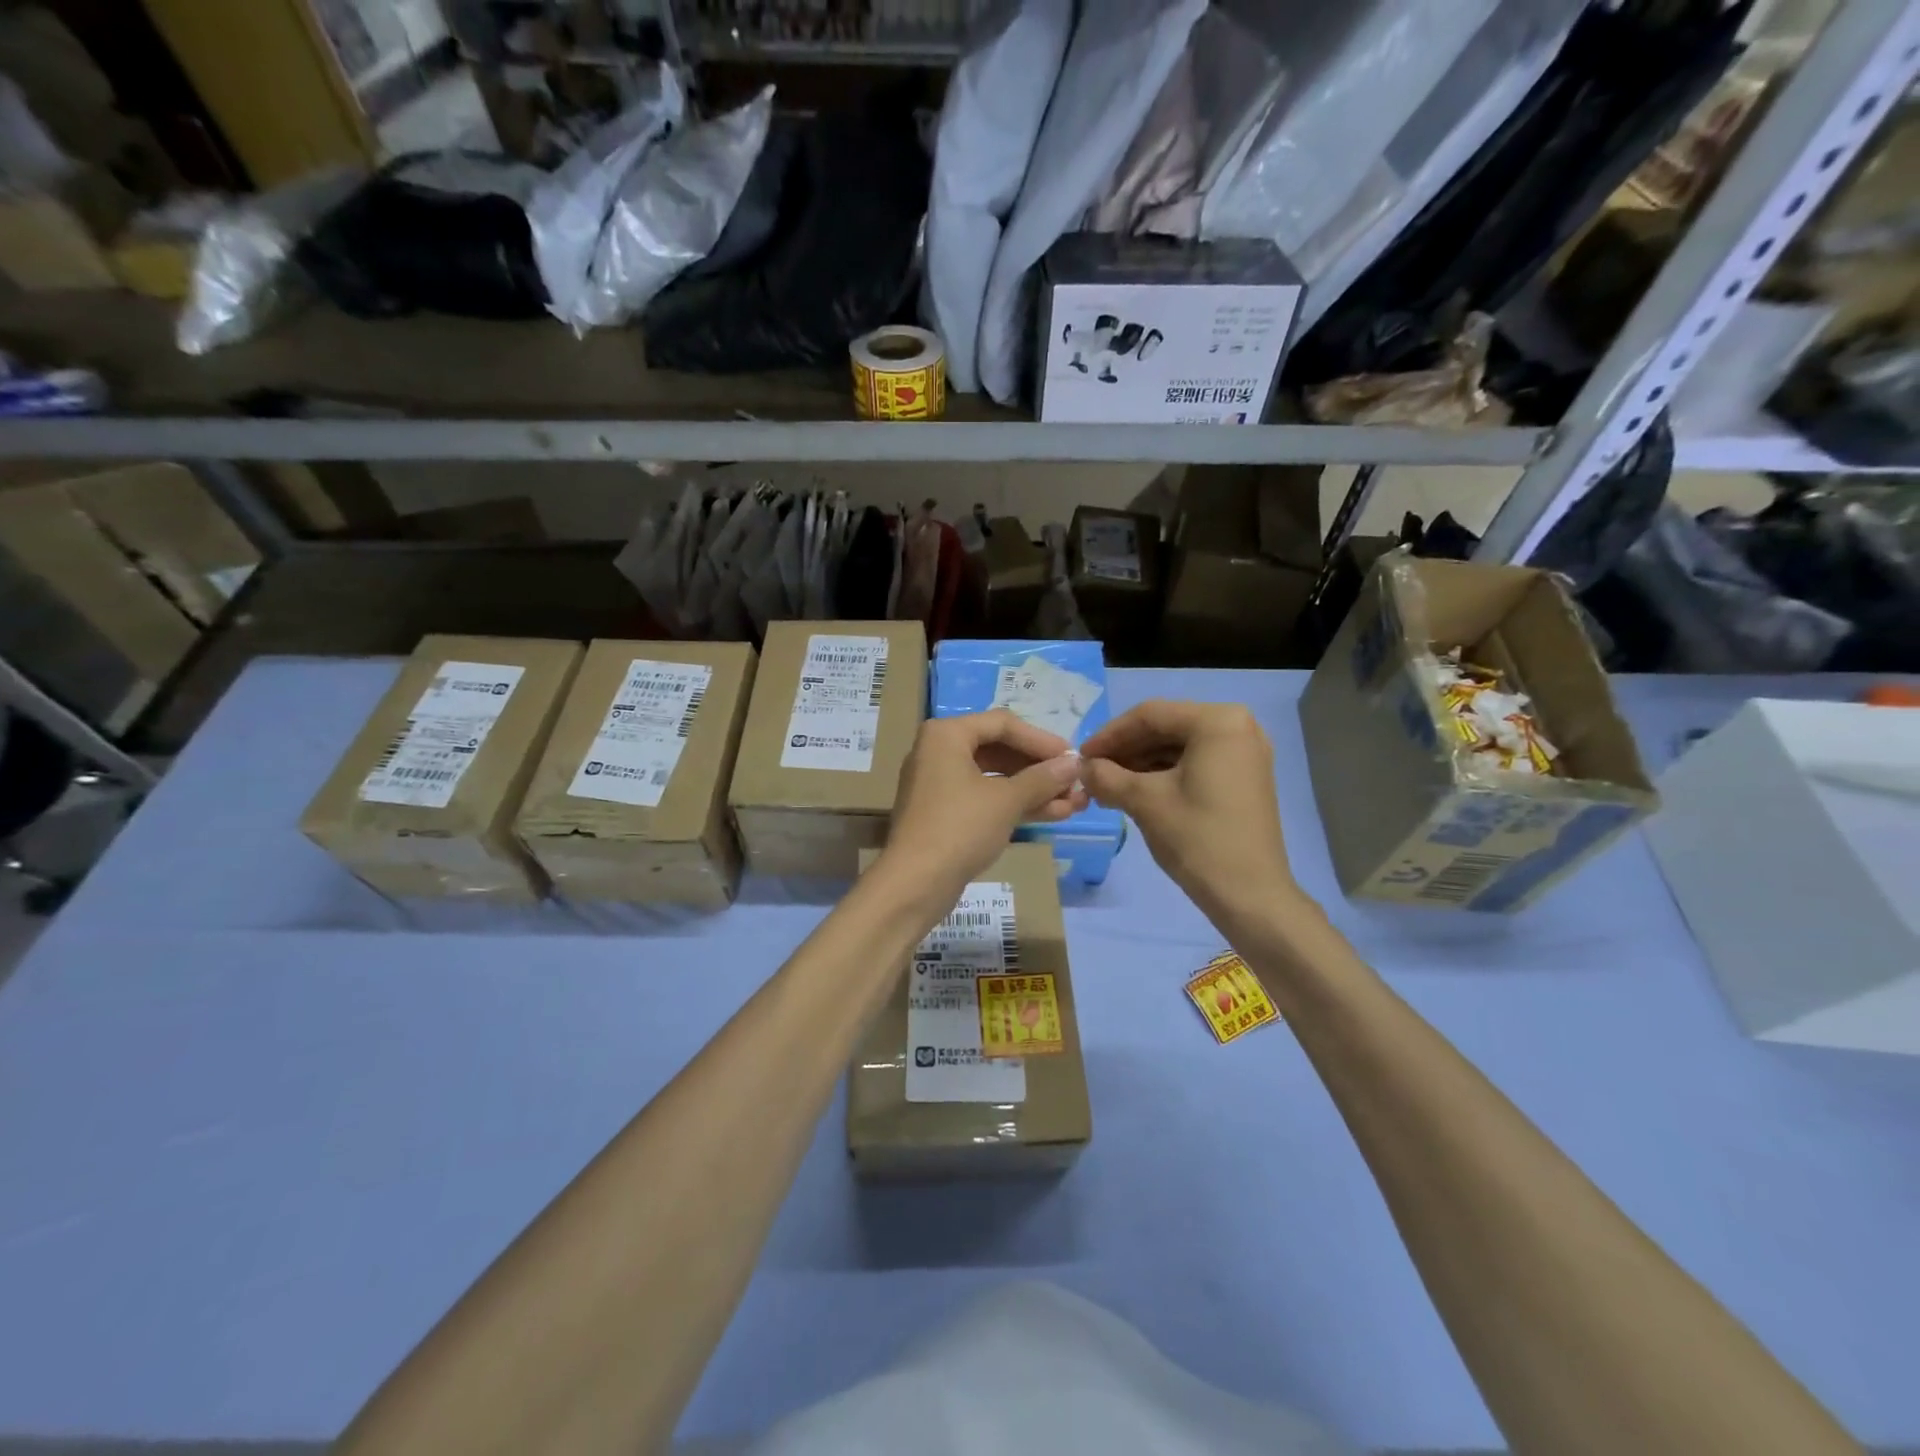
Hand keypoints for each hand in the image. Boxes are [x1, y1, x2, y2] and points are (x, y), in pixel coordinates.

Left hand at [881, 711, 1086, 902]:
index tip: (1073, 757)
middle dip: (1040, 768)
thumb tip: (1075, 763)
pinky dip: (1016, 804)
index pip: (1003, 724)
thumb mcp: (1007, 800)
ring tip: (1075, 802)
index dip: (1041, 740)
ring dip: (1035, 789)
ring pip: (996, 777)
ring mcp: (940, 784)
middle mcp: (939, 751)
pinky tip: (1055, 814)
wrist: (915, 884)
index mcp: (946, 734)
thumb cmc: (960, 828)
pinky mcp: (945, 813)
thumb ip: (1043, 778)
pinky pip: (986, 798)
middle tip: (1075, 782)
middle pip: (999, 749)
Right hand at [1080, 700, 1299, 924]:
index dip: (1109, 735)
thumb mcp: (1144, 802)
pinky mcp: (1245, 777)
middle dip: (1126, 750)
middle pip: (1167, 727)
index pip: (1150, 715)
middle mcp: (1239, 726)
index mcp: (1218, 722)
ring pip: (1180, 746)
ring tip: (1108, 786)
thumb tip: (1083, 768)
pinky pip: (1196, 763)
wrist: (1250, 896)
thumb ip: (1106, 777)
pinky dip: (1165, 774)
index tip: (1081, 757)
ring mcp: (1246, 753)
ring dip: (1142, 763)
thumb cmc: (1198, 839)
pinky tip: (1136, 792)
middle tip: (1093, 773)